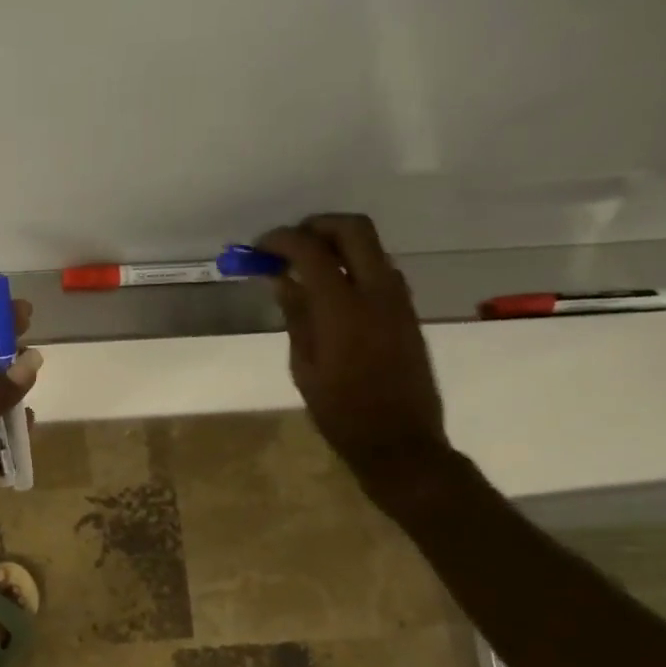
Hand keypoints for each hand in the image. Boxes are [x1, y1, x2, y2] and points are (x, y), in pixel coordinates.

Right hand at [258, 215, 448, 489]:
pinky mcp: (407, 311)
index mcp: (343, 308)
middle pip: (353, 229)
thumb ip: (296, 314)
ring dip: (336, 243)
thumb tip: (282, 278)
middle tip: (288, 243)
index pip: (311, 251)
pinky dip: (352, 264)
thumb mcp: (304, 364)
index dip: (281, 240)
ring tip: (302, 266)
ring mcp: (398, 299)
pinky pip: (379, 269)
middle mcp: (377, 292)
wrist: (399, 440)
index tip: (258, 247)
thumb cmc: (340, 411)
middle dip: (316, 226)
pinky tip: (328, 289)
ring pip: (370, 246)